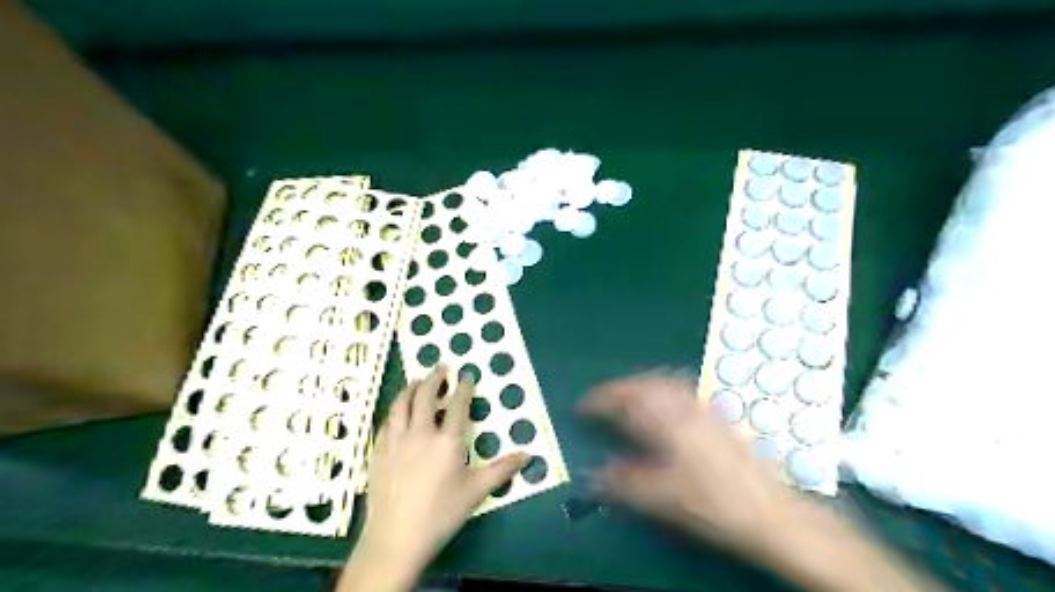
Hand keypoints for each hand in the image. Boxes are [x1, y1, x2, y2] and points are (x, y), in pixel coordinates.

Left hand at [346, 364, 531, 589]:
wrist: (395, 539)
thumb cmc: (441, 514)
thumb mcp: (476, 492)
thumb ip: (502, 470)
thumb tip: (528, 455)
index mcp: (447, 441)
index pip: (457, 406)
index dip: (463, 388)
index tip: (466, 376)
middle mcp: (420, 433)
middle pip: (425, 397)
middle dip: (434, 379)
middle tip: (441, 367)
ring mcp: (396, 441)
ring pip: (401, 405)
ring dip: (410, 389)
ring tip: (416, 381)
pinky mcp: (378, 452)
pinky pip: (386, 422)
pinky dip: (394, 411)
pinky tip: (396, 412)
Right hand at [575, 371, 799, 558]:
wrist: (770, 512)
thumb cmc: (713, 503)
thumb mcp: (662, 498)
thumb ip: (623, 483)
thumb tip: (593, 475)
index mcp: (667, 421)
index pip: (624, 399)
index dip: (599, 401)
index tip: (582, 407)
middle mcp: (684, 406)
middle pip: (645, 383)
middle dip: (618, 388)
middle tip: (602, 401)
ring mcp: (703, 408)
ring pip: (664, 382)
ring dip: (640, 385)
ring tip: (627, 397)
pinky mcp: (717, 416)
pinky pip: (680, 389)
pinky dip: (661, 389)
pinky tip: (662, 404)